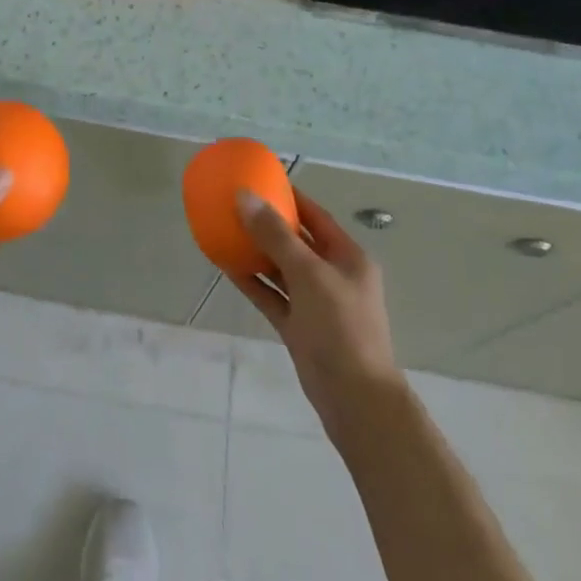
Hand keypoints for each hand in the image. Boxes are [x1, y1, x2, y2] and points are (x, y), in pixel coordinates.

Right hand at [232, 189, 405, 437]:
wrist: (355, 400)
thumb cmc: (340, 327)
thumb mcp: (308, 274)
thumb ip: (275, 235)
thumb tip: (244, 197)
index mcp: (348, 257)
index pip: (316, 217)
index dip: (290, 198)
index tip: (261, 180)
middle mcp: (333, 276)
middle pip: (296, 241)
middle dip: (268, 224)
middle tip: (236, 204)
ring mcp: (315, 303)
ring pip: (281, 269)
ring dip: (256, 252)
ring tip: (225, 230)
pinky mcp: (299, 327)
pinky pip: (272, 295)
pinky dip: (252, 281)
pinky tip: (226, 266)